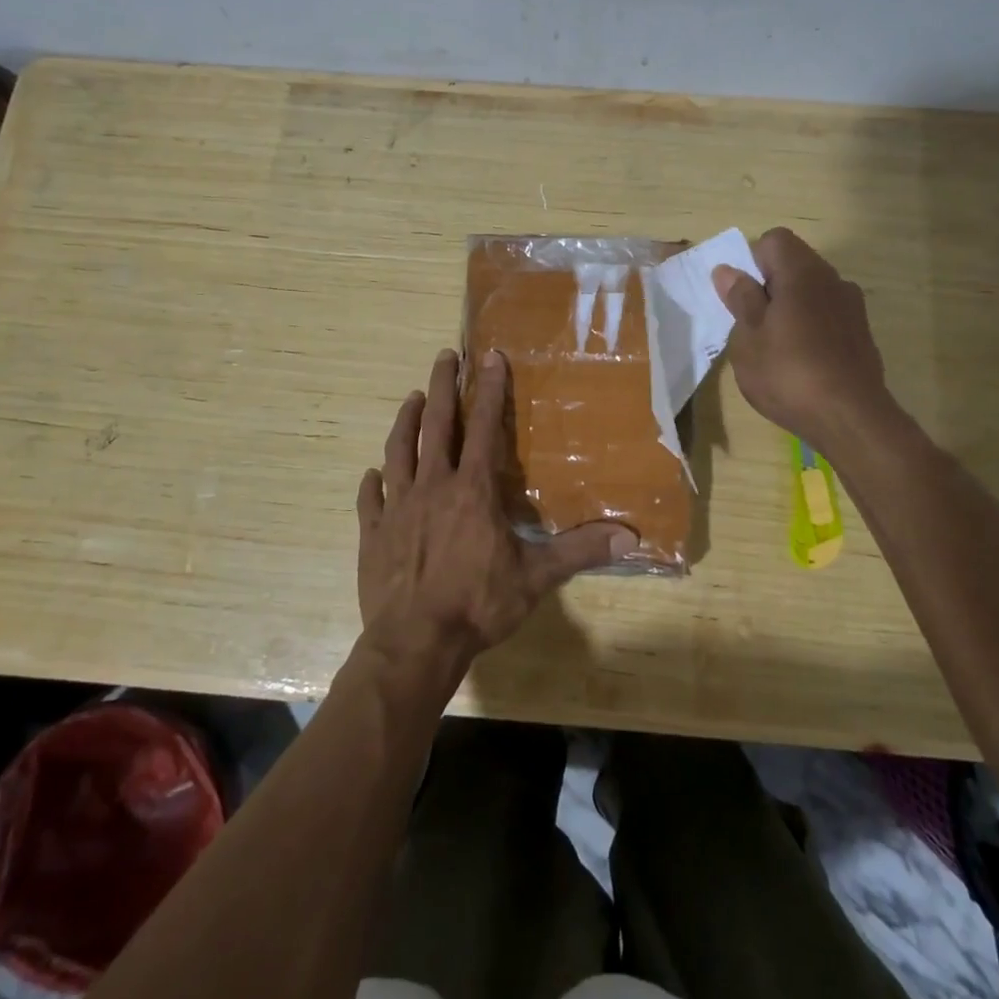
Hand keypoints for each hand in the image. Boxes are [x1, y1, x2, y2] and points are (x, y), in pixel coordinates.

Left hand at [356, 349, 635, 681]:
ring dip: (404, 421)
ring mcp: (397, 507)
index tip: (488, 356)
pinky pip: (370, 498)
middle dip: (440, 387)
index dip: (488, 390)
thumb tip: (629, 536)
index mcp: (471, 490)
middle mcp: (432, 486)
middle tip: (444, 356)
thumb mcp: (536, 578)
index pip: (483, 427)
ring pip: (398, 451)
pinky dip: (372, 482)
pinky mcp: (372, 532)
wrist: (415, 642)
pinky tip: (373, 474)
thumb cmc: (478, 604)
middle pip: (435, 425)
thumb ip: (578, 550)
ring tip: (410, 398)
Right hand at [712, 227, 898, 447]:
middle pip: (794, 264)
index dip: (752, 261)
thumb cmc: (788, 374)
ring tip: (773, 348)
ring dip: (788, 308)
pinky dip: (809, 327)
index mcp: (802, 273)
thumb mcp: (748, 338)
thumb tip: (728, 270)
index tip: (741, 296)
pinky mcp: (861, 334)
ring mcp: (852, 307)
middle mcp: (832, 280)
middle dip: (768, 286)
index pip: (774, 240)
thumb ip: (740, 299)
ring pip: (811, 292)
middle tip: (750, 325)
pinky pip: (826, 316)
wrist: (851, 419)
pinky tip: (799, 363)